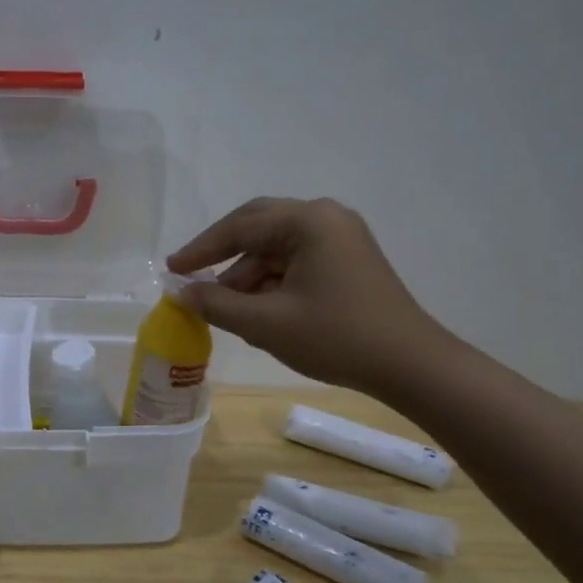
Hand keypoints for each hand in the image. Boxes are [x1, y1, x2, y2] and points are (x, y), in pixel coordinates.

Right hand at [167, 197, 450, 397]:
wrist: (410, 365)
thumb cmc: (336, 337)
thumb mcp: (267, 323)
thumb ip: (217, 304)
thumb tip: (181, 293)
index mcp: (308, 220)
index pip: (240, 227)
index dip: (201, 250)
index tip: (171, 269)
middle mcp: (325, 218)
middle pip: (258, 227)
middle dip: (222, 254)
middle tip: (190, 276)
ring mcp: (340, 238)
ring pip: (276, 247)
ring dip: (247, 273)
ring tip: (224, 307)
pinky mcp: (348, 260)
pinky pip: (296, 260)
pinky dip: (271, 281)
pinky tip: (257, 309)